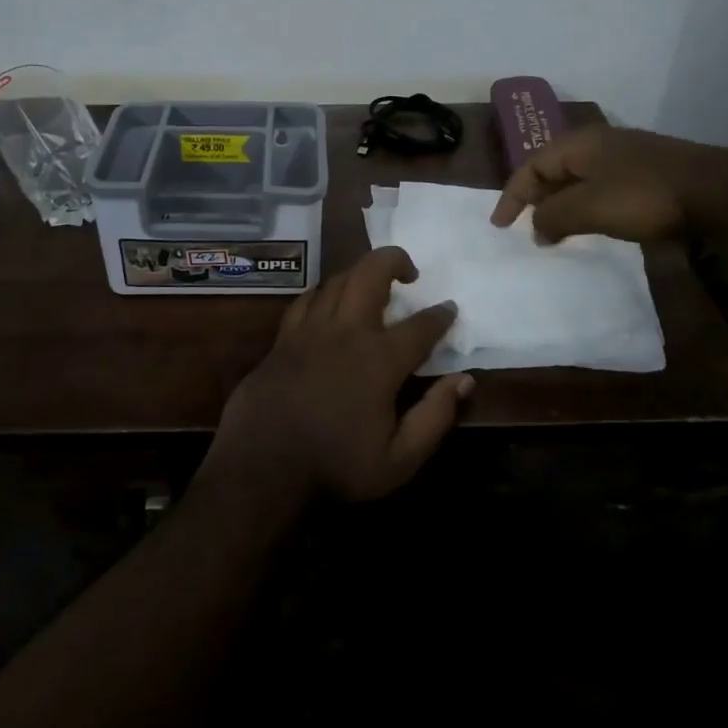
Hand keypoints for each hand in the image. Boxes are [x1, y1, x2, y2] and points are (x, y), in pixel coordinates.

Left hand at [199, 247, 471, 512]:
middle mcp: (346, 331)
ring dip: (360, 274)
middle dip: (394, 260)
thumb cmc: (335, 466)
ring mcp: (310, 329)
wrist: (262, 468)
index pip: (420, 326)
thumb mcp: (399, 460)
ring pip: (338, 280)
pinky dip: (324, 292)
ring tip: (372, 285)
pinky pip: (307, 299)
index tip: (449, 308)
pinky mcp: (283, 338)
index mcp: (379, 359)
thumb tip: (464, 380)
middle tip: (409, 272)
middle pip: (371, 273)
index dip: (440, 315)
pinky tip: (328, 300)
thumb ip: (435, 416)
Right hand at [491, 124, 727, 244]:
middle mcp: (598, 145)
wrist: (716, 193)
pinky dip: (586, 208)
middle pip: (553, 170)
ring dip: (562, 206)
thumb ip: (554, 217)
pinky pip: (601, 189)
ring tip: (555, 232)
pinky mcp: (647, 175)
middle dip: (536, 199)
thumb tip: (536, 228)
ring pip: (579, 181)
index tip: (500, 226)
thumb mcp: (589, 208)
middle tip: (526, 227)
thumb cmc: (643, 196)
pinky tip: (593, 226)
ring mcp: (626, 158)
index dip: (511, 196)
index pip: (531, 167)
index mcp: (579, 144)